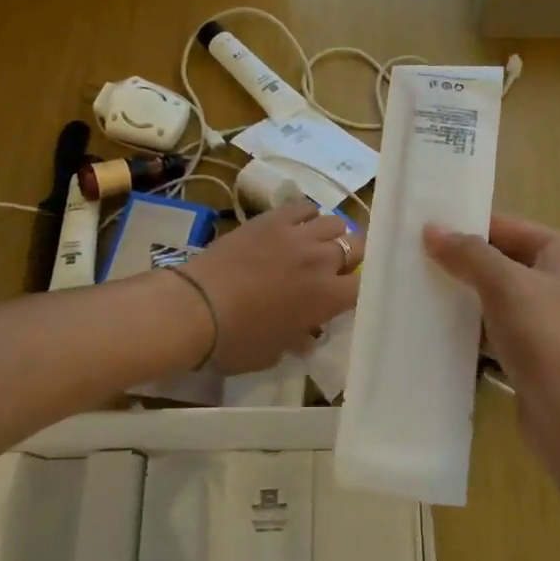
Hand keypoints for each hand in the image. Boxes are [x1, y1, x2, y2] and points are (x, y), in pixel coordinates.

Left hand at [180, 200, 362, 372]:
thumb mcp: (273, 353)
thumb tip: (306, 336)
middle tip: (335, 269)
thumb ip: (297, 340)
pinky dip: (306, 216)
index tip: (348, 296)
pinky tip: (296, 227)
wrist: (195, 307)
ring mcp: (297, 234)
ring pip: (334, 222)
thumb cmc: (236, 340)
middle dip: (351, 257)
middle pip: (356, 246)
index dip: (360, 289)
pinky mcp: (272, 219)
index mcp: (326, 297)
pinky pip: (303, 207)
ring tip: (316, 245)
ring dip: (331, 235)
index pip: (363, 286)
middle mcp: (320, 260)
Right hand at [424, 214, 559, 468]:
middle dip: (457, 265)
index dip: (463, 226)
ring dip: (459, 300)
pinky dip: (468, 333)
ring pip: (493, 300)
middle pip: (498, 262)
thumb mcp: (507, 287)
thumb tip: (431, 228)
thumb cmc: (552, 343)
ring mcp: (548, 322)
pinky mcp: (534, 357)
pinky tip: (431, 334)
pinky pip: (494, 334)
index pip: (505, 226)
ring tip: (409, 295)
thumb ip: (469, 254)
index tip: (416, 230)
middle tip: (406, 263)